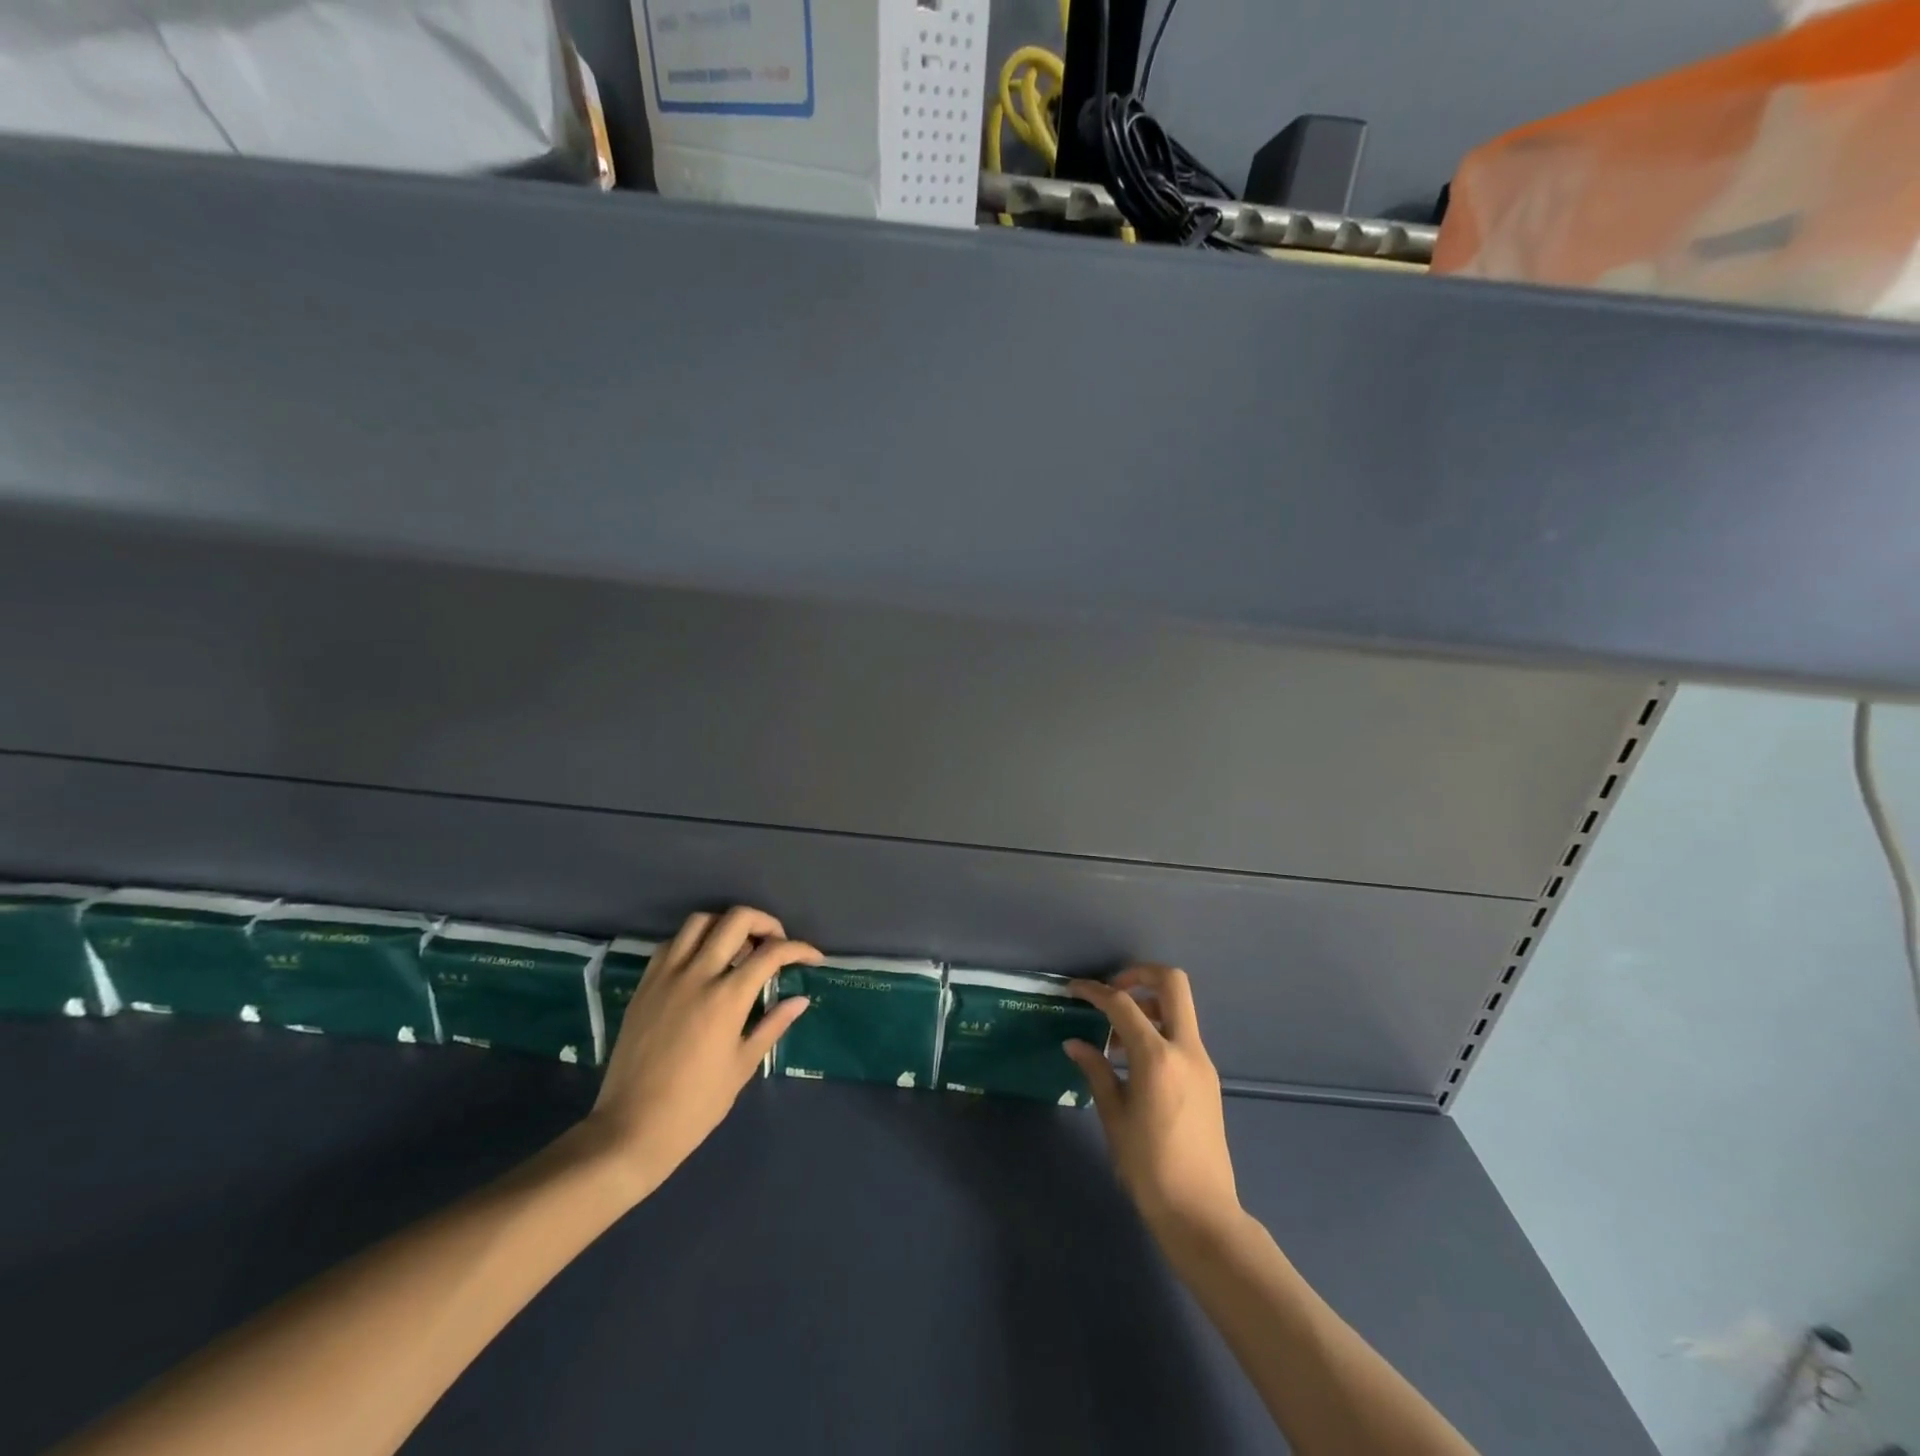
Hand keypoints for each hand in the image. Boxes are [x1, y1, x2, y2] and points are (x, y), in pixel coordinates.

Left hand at [585, 907, 818, 1200]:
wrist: (631, 1129)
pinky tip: (703, 963)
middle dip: (766, 923)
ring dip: (727, 925)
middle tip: (776, 944)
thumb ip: (772, 1025)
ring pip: (700, 921)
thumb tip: (800, 1000)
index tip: (813, 958)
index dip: (799, 949)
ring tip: (739, 948)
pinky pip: (671, 944)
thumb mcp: (743, 1066)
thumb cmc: (696, 1105)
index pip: (772, 952)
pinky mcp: (644, 985)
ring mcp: (666, 976)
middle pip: (737, 919)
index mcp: (727, 997)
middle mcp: (697, 974)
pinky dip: (694, 941)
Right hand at [1065, 965, 1241, 1240]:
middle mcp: (1186, 1049)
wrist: (1201, 1212)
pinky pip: (1182, 1036)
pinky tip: (1133, 1062)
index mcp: (1158, 1057)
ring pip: (1179, 1008)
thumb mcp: (1113, 1116)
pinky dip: (1158, 1031)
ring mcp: (1202, 1062)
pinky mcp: (1208, 1078)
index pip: (1123, 1004)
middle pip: (1172, 983)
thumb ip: (1096, 1071)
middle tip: (1111, 992)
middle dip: (1139, 974)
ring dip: (1148, 1005)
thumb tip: (1075, 1042)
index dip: (1095, 991)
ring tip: (1115, 1036)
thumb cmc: (1148, 1166)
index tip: (1074, 990)